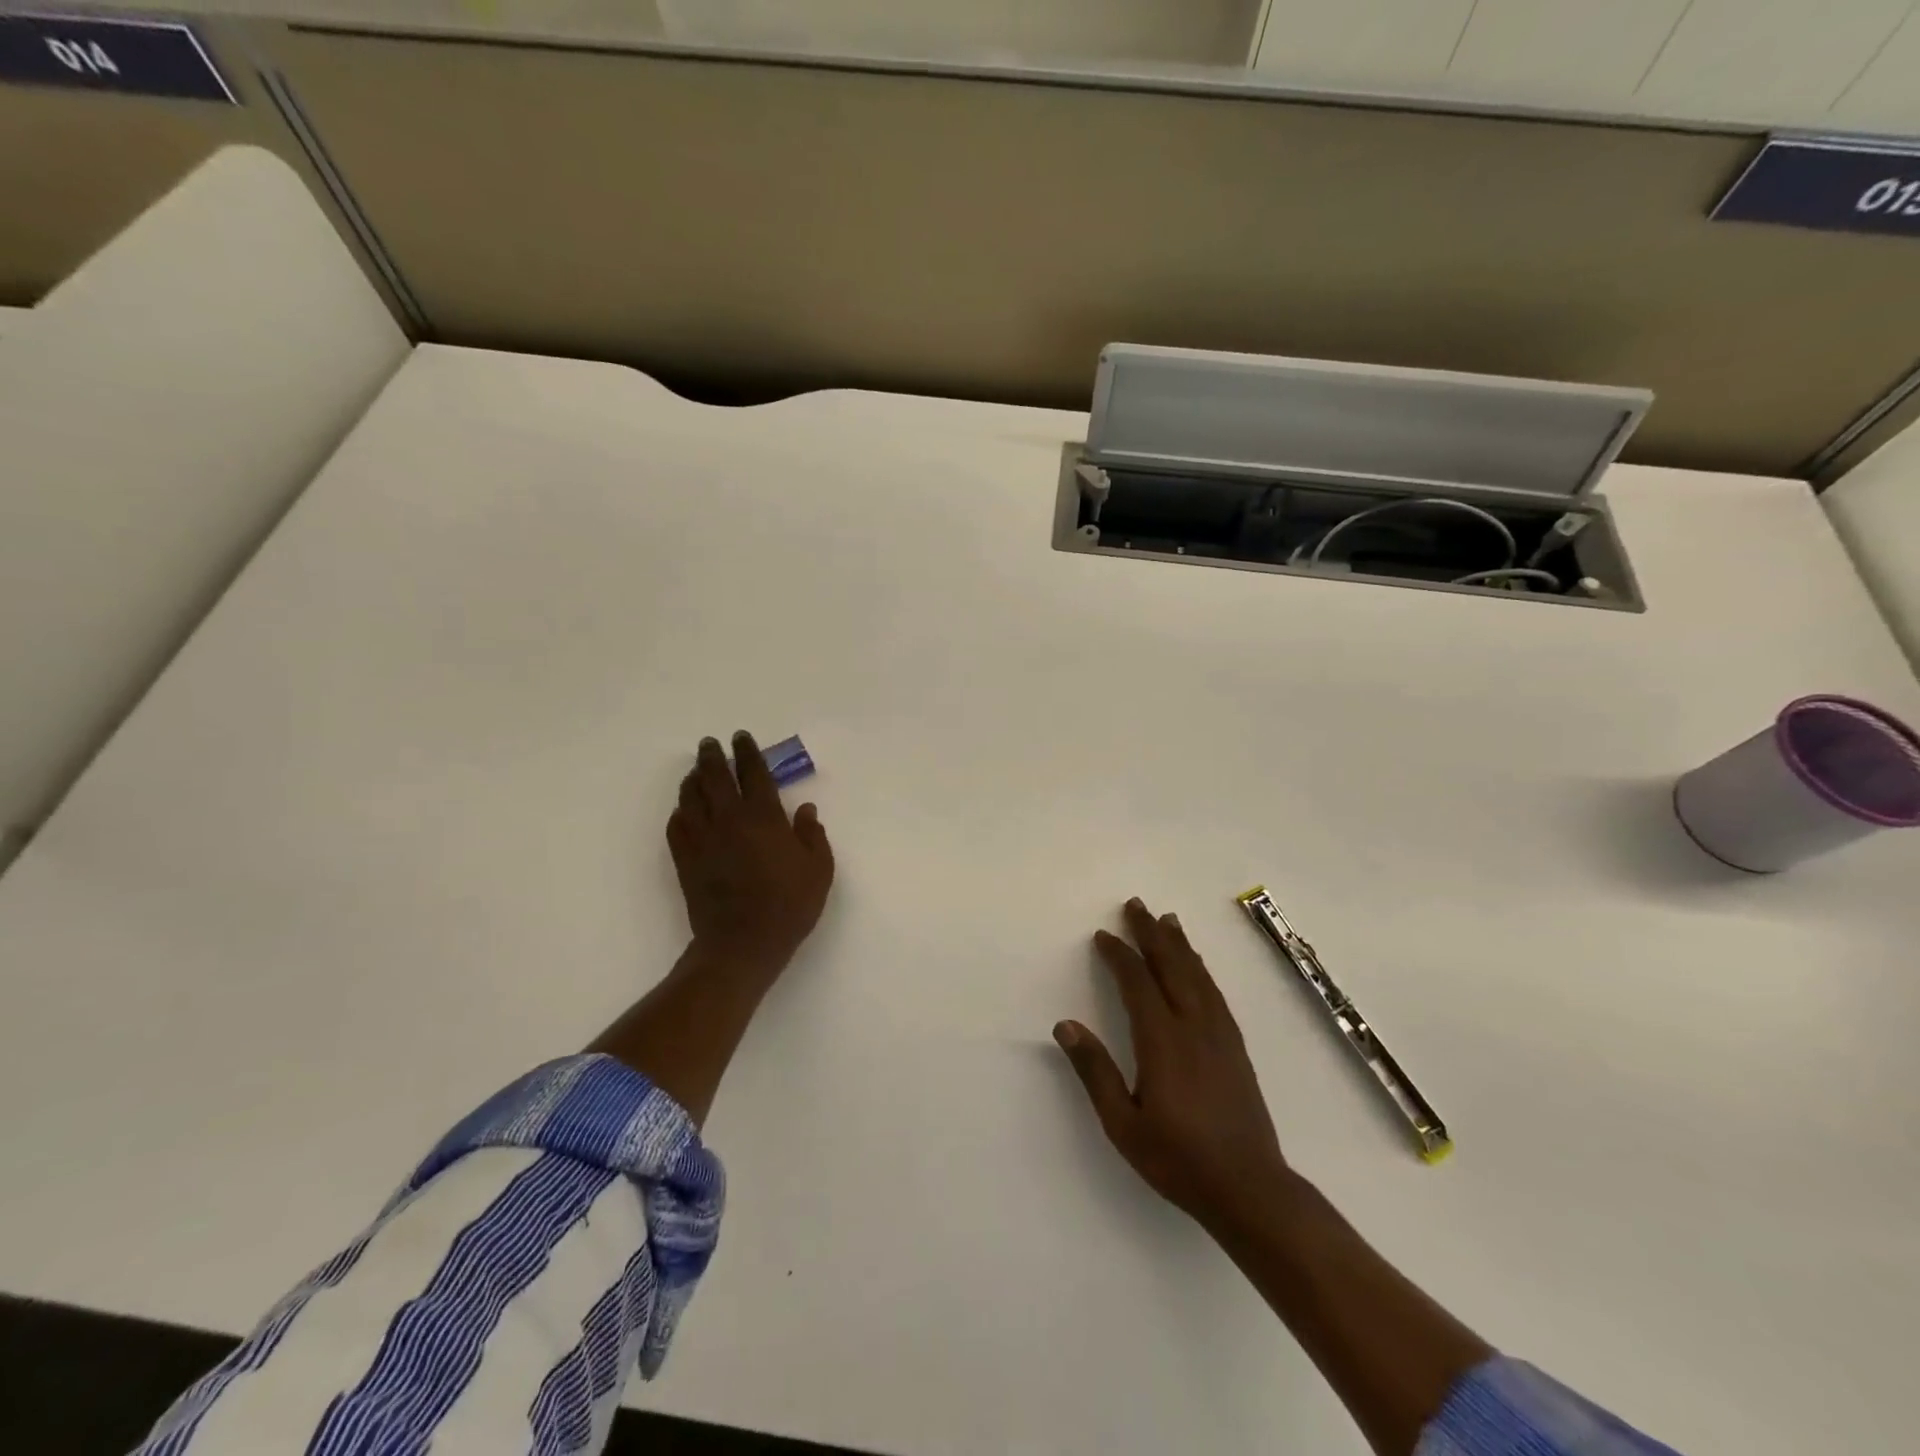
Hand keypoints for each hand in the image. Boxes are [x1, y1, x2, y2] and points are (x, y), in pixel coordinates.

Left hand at [669, 731, 834, 979]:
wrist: (743, 943)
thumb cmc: (789, 906)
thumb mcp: (819, 870)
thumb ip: (812, 835)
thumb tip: (805, 809)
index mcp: (764, 817)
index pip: (753, 773)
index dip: (748, 752)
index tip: (742, 738)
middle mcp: (729, 820)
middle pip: (715, 777)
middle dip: (713, 756)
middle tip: (710, 744)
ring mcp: (703, 839)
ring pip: (690, 797)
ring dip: (693, 779)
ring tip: (696, 771)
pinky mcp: (685, 859)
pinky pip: (676, 825)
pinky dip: (679, 811)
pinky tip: (684, 810)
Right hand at [1054, 898, 1291, 1234]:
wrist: (1249, 1189)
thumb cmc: (1178, 1159)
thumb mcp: (1123, 1125)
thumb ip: (1095, 1072)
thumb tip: (1065, 1026)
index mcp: (1162, 1042)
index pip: (1138, 984)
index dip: (1120, 956)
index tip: (1104, 935)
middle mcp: (1193, 1028)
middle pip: (1171, 967)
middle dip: (1151, 934)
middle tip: (1136, 905)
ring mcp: (1220, 1035)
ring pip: (1197, 976)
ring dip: (1179, 945)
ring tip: (1167, 920)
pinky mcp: (1236, 1047)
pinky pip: (1215, 994)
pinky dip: (1201, 969)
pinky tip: (1197, 966)